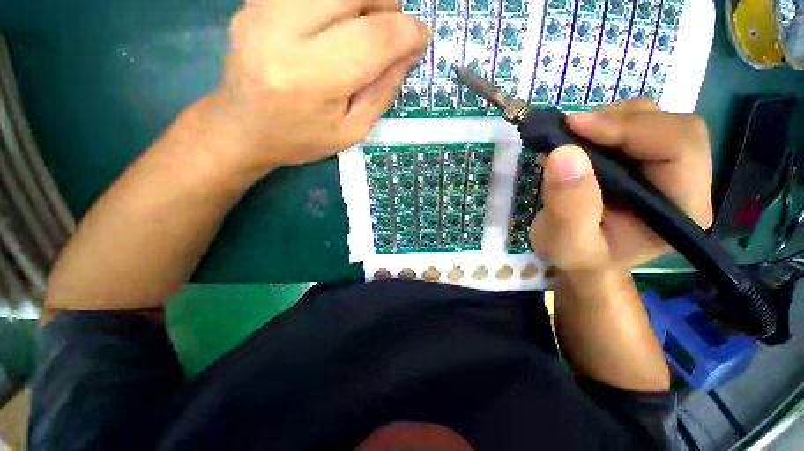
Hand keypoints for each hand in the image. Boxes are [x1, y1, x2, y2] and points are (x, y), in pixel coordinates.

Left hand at [200, 0, 428, 178]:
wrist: (242, 127)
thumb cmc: (302, 138)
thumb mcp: (352, 130)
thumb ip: (383, 91)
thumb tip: (409, 52)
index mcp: (312, 79)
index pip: (374, 38)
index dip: (408, 33)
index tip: (421, 39)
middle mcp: (283, 31)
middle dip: (387, 4)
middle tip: (390, 31)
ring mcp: (263, 8)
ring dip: (362, 0)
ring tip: (364, 28)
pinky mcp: (256, 0)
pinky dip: (336, 3)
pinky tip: (335, 25)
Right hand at [530, 99, 712, 271]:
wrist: (581, 258)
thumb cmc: (578, 258)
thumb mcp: (567, 243)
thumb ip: (568, 206)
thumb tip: (564, 154)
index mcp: (681, 209)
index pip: (680, 148)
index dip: (631, 129)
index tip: (574, 126)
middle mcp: (686, 182)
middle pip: (671, 126)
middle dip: (618, 121)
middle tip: (569, 131)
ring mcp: (667, 167)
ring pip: (653, 119)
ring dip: (608, 120)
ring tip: (570, 139)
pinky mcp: (645, 159)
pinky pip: (633, 124)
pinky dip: (602, 124)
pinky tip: (578, 142)